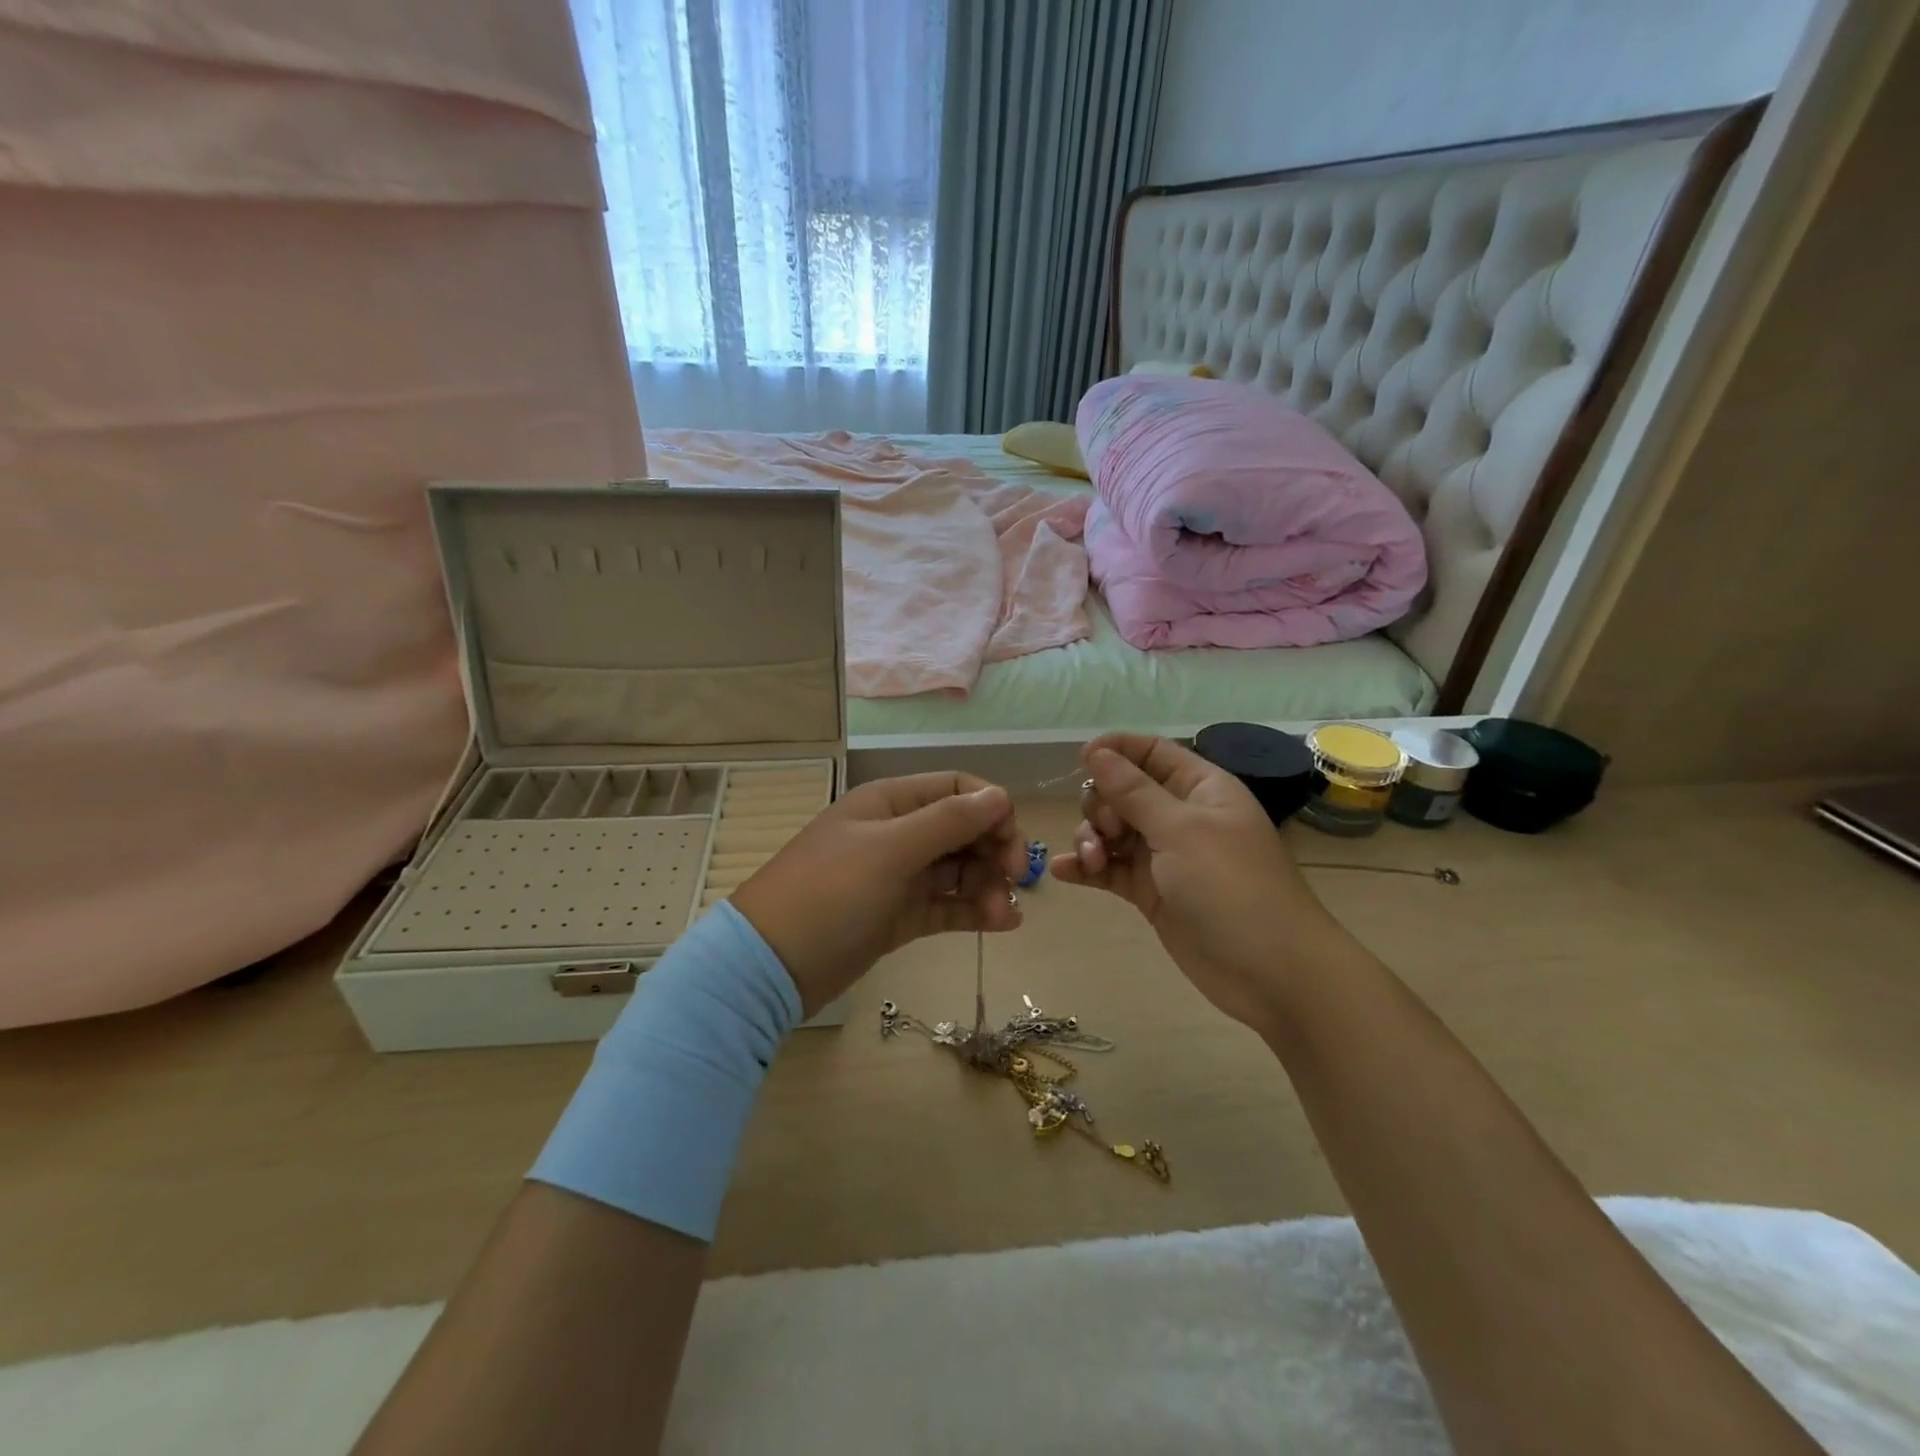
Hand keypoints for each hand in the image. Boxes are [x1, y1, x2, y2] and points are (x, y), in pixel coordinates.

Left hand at [731, 772, 1027, 1015]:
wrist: (771, 965)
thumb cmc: (829, 893)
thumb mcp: (890, 850)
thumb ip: (948, 821)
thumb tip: (1001, 795)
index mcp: (891, 802)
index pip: (956, 789)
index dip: (991, 809)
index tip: (1012, 843)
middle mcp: (897, 832)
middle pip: (963, 829)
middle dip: (993, 851)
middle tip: (1014, 882)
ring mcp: (898, 876)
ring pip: (959, 870)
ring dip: (987, 886)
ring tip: (1002, 916)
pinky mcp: (899, 915)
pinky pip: (947, 904)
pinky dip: (974, 911)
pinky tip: (1002, 924)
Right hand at [1050, 733, 1341, 1033]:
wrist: (1270, 972)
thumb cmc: (1231, 886)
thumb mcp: (1181, 831)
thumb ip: (1133, 792)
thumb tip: (1096, 752)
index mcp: (1200, 788)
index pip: (1152, 752)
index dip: (1117, 750)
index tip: (1082, 759)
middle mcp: (1180, 817)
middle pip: (1123, 792)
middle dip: (1102, 805)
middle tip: (1109, 831)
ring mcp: (1165, 856)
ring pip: (1112, 831)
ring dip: (1091, 839)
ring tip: (1092, 861)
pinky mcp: (1151, 892)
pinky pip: (1111, 869)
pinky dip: (1087, 868)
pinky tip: (1063, 871)